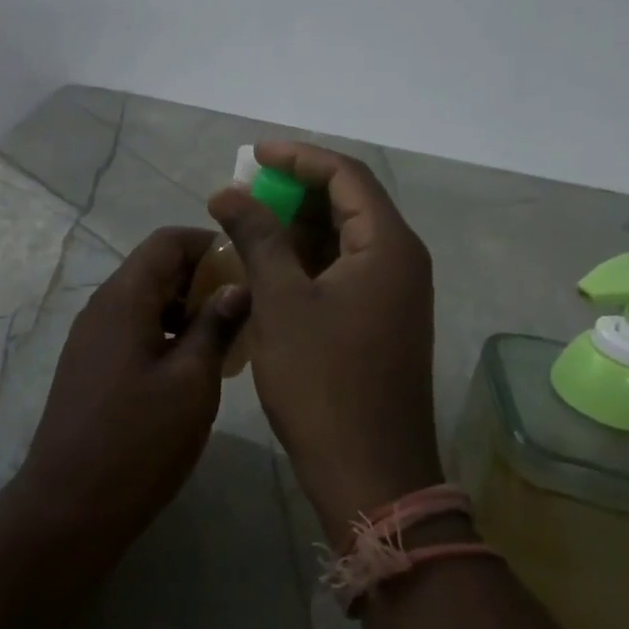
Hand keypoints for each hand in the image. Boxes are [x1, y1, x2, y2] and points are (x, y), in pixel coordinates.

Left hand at [7, 227, 250, 546]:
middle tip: (243, 311)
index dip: (210, 246)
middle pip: (155, 267)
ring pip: (145, 300)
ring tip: (224, 341)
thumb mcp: (191, 382)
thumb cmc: (138, 441)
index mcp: (124, 298)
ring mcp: (92, 337)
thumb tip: (239, 286)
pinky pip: (133, 328)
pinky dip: (165, 332)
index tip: (247, 272)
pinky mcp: (91, 365)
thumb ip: (215, 326)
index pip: (167, 241)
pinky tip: (191, 368)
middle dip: (202, 279)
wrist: (68, 507)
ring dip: (185, 308)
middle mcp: (102, 307)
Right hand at [209, 142, 440, 540]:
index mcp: (388, 246)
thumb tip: (228, 191)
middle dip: (295, 190)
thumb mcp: (281, 301)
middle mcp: (400, 260)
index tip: (253, 155)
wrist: (370, 473)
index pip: (346, 174)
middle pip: (349, 201)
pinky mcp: (381, 319)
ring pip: (344, 237)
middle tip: (245, 191)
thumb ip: (257, 236)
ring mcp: (394, 293)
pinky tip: (269, 266)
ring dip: (298, 225)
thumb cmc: (323, 382)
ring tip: (248, 224)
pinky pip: (344, 268)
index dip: (298, 157)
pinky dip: (308, 258)